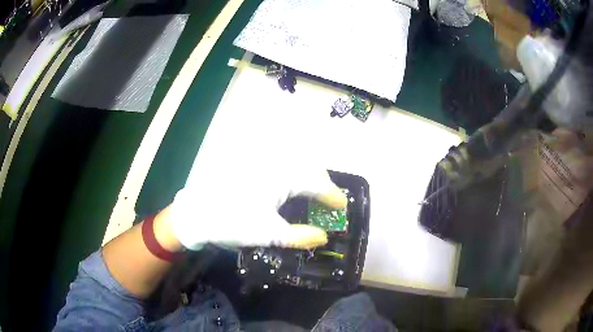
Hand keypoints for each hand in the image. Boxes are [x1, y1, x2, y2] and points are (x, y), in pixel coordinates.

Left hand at [169, 160, 346, 250]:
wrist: (197, 212)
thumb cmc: (233, 223)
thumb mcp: (268, 234)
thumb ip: (300, 236)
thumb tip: (323, 237)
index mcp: (283, 177)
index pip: (317, 184)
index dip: (333, 196)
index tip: (342, 206)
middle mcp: (276, 162)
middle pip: (310, 167)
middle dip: (323, 183)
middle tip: (329, 201)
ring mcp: (262, 160)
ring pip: (295, 162)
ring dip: (308, 176)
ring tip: (312, 193)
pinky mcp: (250, 162)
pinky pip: (280, 162)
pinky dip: (292, 172)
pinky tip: (290, 185)